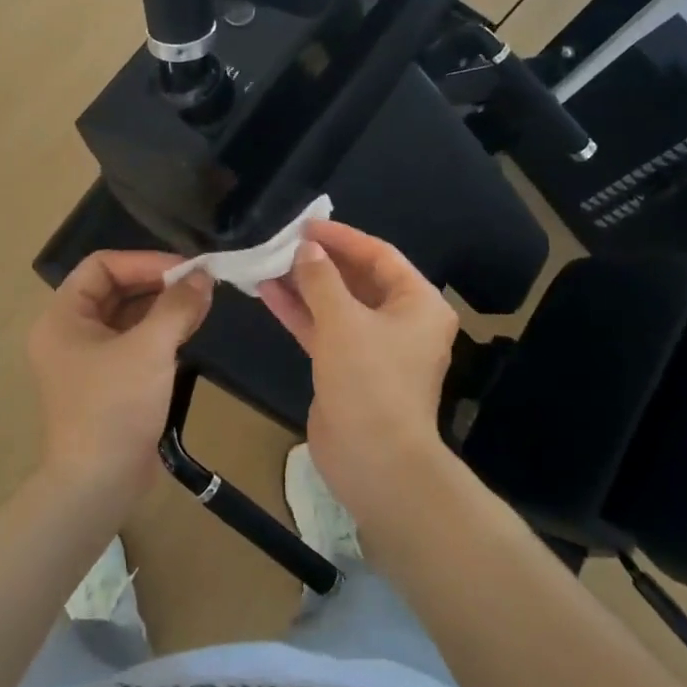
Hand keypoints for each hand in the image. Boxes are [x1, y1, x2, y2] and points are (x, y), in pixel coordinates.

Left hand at [27, 251, 213, 505]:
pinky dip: (159, 333)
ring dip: (162, 307)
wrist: (100, 483)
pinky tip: (189, 330)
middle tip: (200, 284)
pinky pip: (133, 343)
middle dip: (157, 283)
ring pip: (126, 317)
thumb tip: (203, 277)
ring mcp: (87, 360)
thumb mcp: (150, 349)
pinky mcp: (107, 383)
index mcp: (62, 317)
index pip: (101, 266)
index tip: (186, 269)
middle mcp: (69, 333)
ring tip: (201, 304)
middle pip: (114, 289)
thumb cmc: (116, 407)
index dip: (144, 261)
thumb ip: (177, 306)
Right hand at [257, 221, 456, 522]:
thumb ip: (321, 279)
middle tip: (282, 242)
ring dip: (305, 286)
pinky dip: (301, 313)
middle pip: (358, 279)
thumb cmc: (369, 380)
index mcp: (418, 304)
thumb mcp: (343, 321)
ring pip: (337, 305)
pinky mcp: (349, 368)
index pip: (379, 256)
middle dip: (320, 262)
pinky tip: (268, 294)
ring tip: (267, 263)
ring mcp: (374, 347)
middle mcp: (402, 321)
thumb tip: (306, 250)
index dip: (342, 238)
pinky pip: (325, 330)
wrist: (374, 460)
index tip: (306, 225)